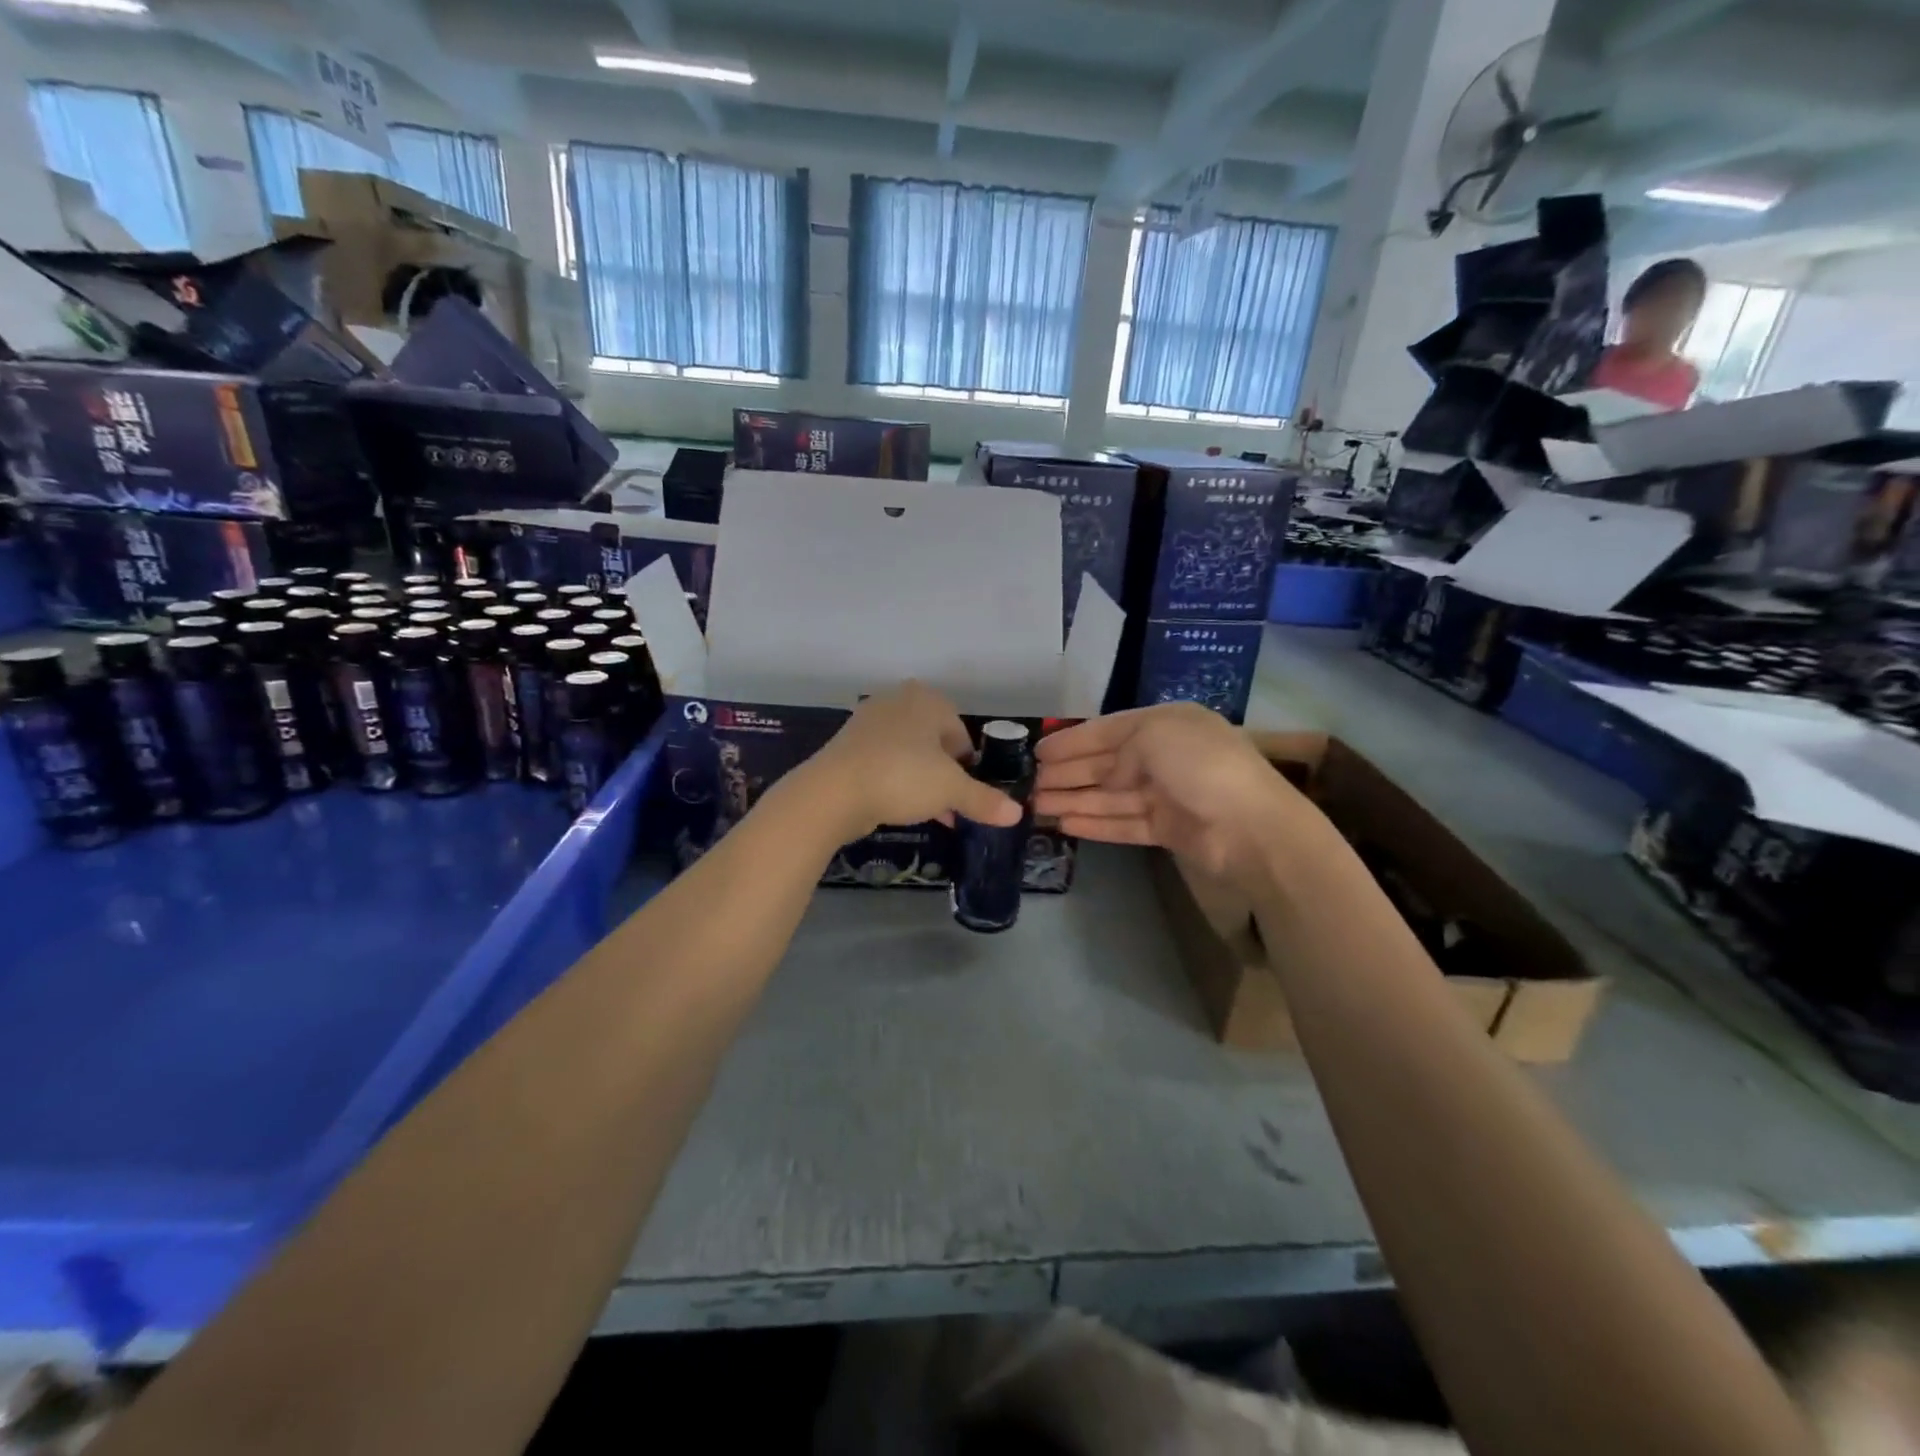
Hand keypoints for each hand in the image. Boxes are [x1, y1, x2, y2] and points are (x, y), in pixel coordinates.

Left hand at [799, 682, 1023, 840]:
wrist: (833, 791)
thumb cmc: (902, 777)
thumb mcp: (950, 790)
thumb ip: (983, 800)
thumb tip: (1017, 814)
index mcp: (927, 700)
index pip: (960, 732)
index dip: (967, 766)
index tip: (966, 792)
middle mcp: (897, 701)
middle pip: (933, 741)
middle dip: (943, 773)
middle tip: (948, 804)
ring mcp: (868, 721)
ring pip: (908, 752)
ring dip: (920, 779)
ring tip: (926, 811)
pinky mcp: (847, 745)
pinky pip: (883, 761)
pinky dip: (894, 780)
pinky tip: (896, 805)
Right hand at [1035, 704, 1325, 885]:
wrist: (1251, 827)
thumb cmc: (1201, 766)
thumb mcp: (1155, 734)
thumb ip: (1118, 747)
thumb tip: (1102, 771)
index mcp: (1165, 724)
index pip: (1108, 730)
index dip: (1072, 740)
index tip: (1038, 751)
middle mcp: (1164, 756)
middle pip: (1106, 764)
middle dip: (1067, 773)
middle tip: (1029, 783)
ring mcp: (1167, 795)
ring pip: (1110, 796)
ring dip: (1074, 799)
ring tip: (1036, 806)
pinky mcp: (1168, 829)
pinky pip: (1123, 823)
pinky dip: (1095, 823)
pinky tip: (1065, 824)